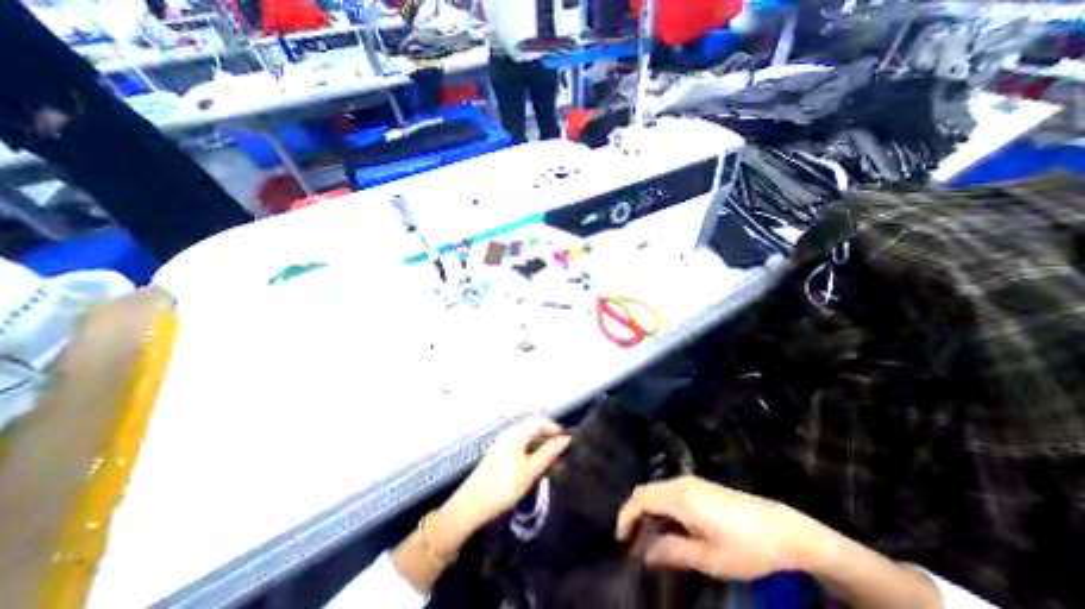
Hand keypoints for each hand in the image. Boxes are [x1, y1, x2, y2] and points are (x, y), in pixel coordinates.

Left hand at [442, 416, 570, 535]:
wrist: (472, 506)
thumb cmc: (504, 486)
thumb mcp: (530, 470)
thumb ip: (549, 452)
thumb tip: (565, 439)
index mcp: (516, 433)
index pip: (539, 421)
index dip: (554, 428)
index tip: (567, 440)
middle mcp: (509, 435)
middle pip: (533, 431)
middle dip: (549, 441)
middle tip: (563, 455)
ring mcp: (503, 446)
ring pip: (528, 443)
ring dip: (542, 452)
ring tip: (555, 467)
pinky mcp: (500, 457)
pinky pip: (521, 451)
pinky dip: (532, 458)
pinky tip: (540, 472)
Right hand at [618, 476, 823, 580]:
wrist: (782, 529)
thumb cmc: (747, 547)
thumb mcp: (710, 559)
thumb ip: (674, 552)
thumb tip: (645, 554)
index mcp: (680, 498)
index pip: (640, 499)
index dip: (626, 516)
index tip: (621, 540)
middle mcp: (680, 483)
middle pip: (645, 491)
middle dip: (634, 513)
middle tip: (634, 542)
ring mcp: (690, 482)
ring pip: (656, 490)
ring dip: (647, 510)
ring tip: (650, 538)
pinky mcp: (699, 485)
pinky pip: (668, 491)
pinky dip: (660, 507)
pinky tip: (670, 527)